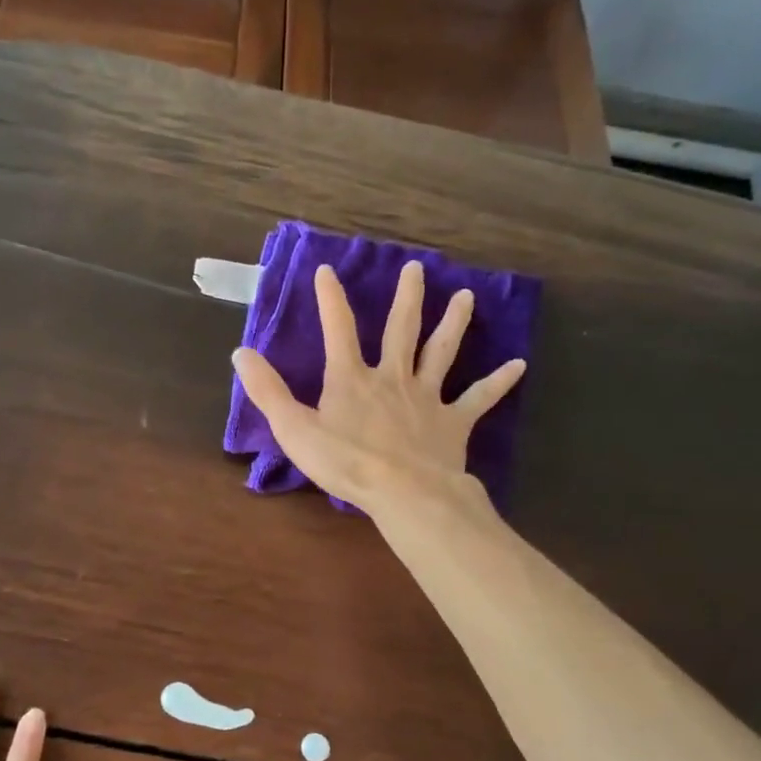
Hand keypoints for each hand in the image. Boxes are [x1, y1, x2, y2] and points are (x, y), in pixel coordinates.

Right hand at [232, 260, 523, 518]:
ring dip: (453, 323)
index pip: (337, 329)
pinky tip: (519, 365)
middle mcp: (392, 377)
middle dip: (406, 298)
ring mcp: (427, 397)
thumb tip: (241, 352)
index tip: (326, 270)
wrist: (403, 492)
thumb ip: (268, 391)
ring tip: (466, 296)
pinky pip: (478, 398)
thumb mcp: (294, 429)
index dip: (330, 299)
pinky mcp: (453, 422)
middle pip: (401, 329)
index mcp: (352, 378)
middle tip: (416, 267)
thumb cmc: (345, 463)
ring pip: (441, 352)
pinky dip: (498, 382)